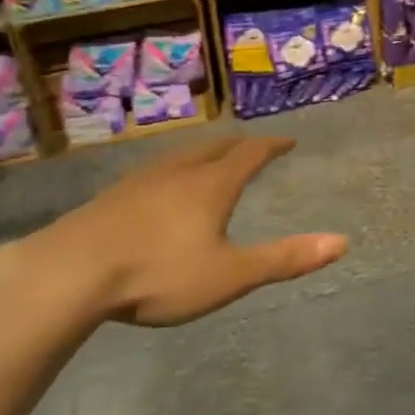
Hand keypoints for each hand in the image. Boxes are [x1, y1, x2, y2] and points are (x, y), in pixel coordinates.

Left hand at [0, 136, 346, 330]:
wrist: (72, 271)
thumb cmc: (159, 272)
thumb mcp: (229, 274)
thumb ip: (284, 259)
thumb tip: (342, 241)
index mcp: (213, 184)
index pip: (251, 153)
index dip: (273, 146)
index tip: (288, 140)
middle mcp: (181, 170)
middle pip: (217, 146)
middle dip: (240, 145)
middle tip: (254, 148)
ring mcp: (144, 179)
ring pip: (184, 155)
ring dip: (206, 153)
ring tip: (213, 161)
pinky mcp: (115, 194)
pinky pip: (157, 170)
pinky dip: (176, 170)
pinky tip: (163, 188)